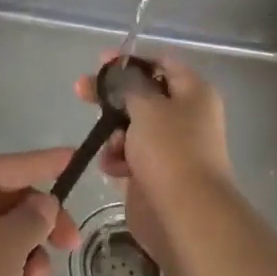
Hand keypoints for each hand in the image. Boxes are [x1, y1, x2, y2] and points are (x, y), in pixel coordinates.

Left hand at [0, 148, 82, 275]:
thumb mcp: (12, 242)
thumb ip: (36, 217)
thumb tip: (42, 205)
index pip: (15, 165)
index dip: (48, 162)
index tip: (75, 157)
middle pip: (14, 205)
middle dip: (41, 232)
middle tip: (71, 247)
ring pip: (8, 241)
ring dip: (26, 267)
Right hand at [74, 53, 231, 267]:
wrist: (186, 215)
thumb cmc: (170, 150)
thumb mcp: (147, 105)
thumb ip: (128, 84)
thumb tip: (122, 72)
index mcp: (194, 93)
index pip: (161, 63)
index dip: (131, 61)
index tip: (101, 62)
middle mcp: (186, 116)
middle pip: (143, 96)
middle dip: (112, 97)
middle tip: (82, 91)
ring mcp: (172, 147)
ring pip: (132, 128)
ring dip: (114, 134)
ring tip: (111, 146)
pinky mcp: (157, 174)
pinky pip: (131, 157)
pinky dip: (119, 160)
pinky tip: (113, 169)